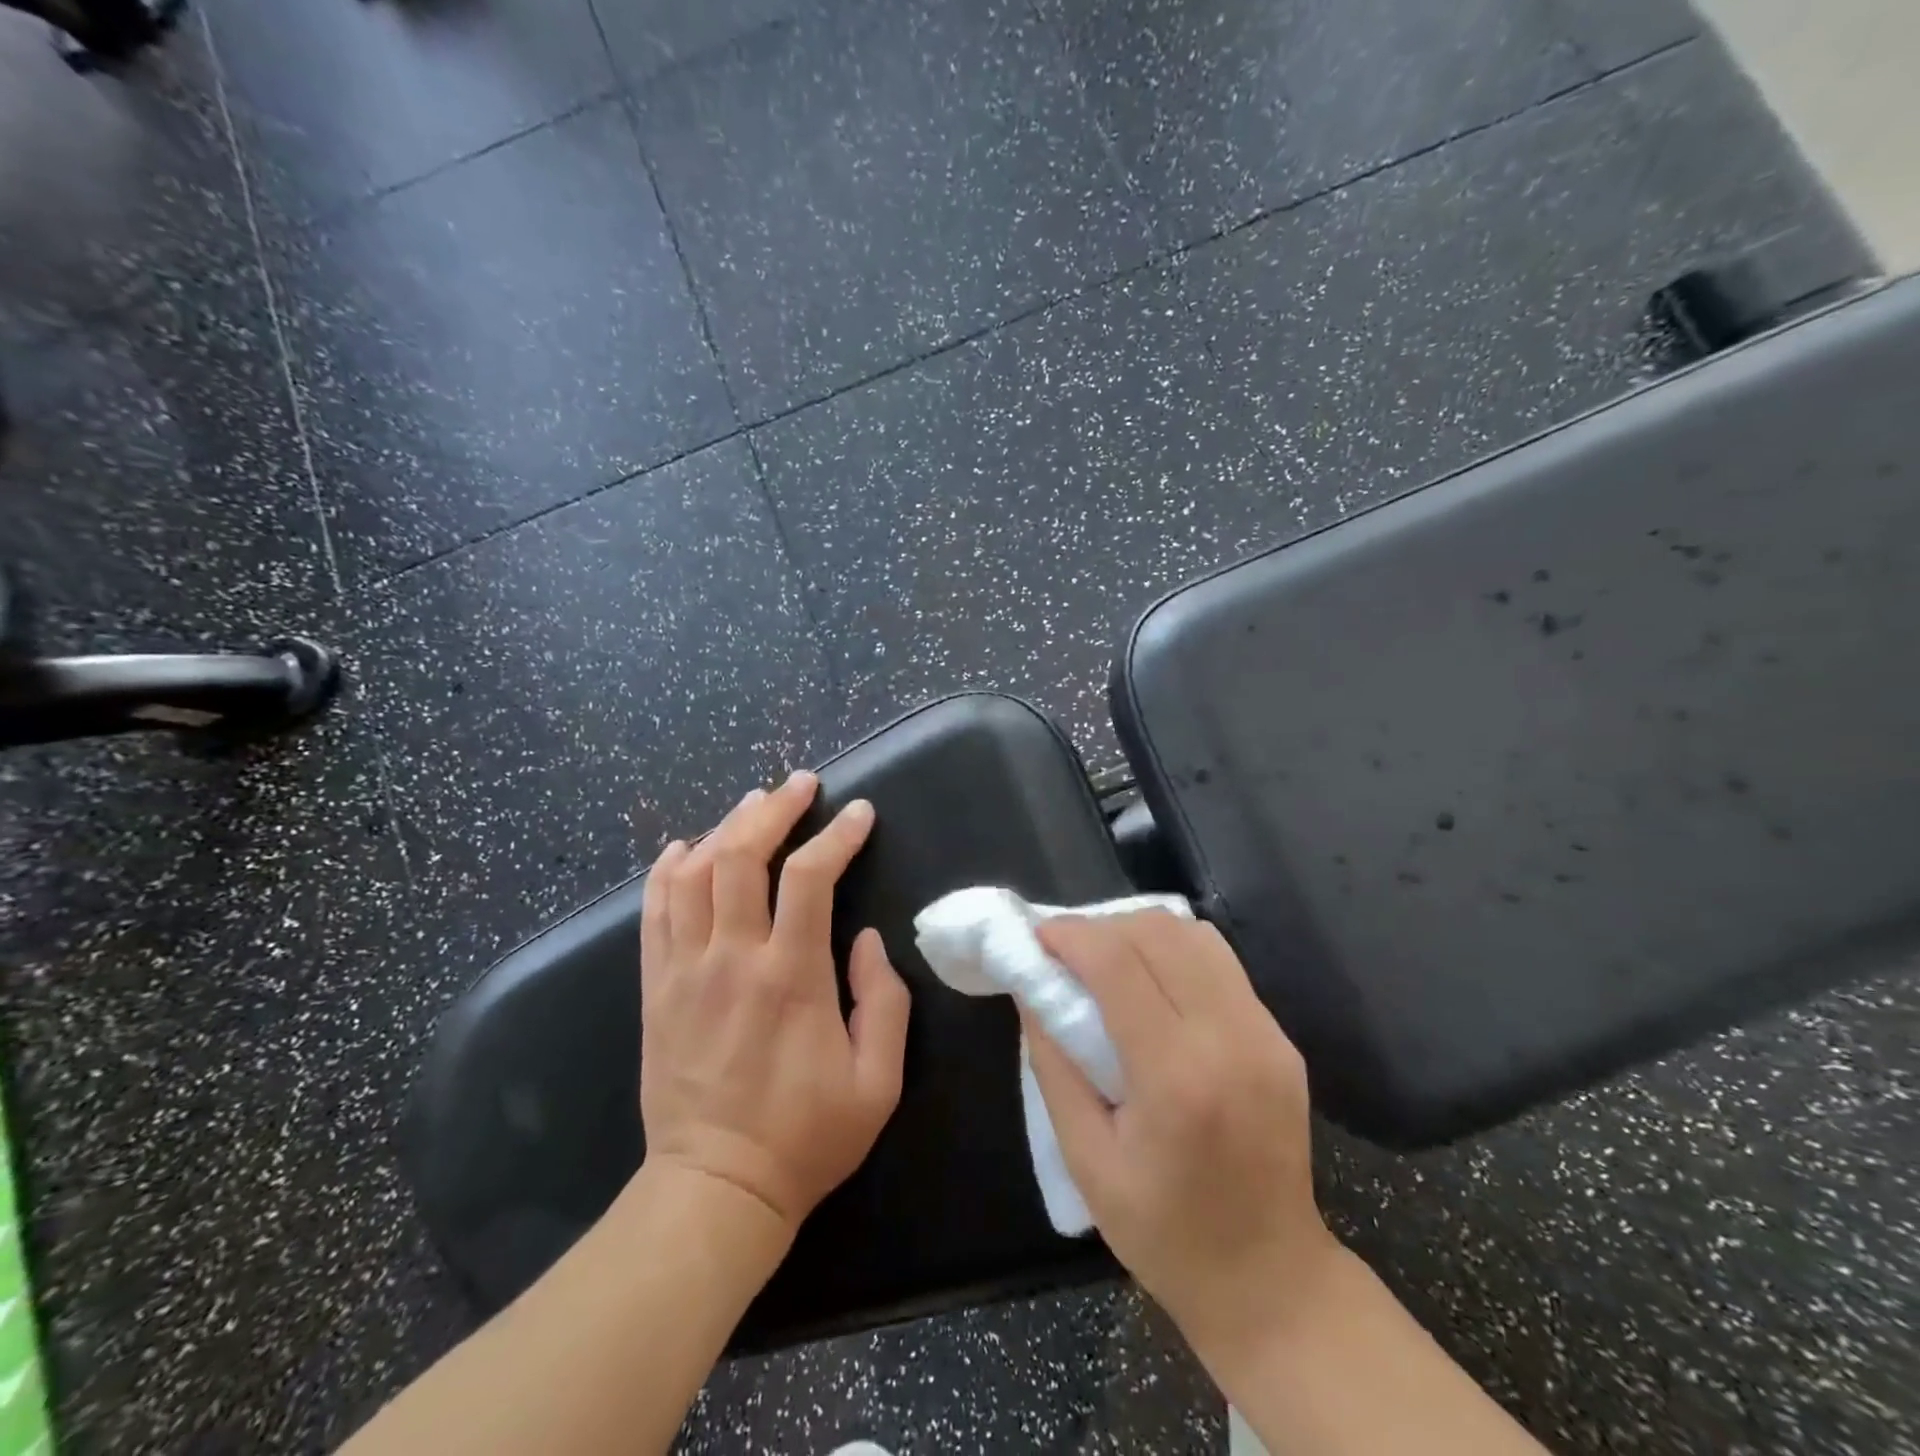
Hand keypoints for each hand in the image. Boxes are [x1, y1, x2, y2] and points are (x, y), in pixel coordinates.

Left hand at [639, 770, 910, 1235]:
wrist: (715, 1190)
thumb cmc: (807, 1137)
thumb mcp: (878, 1081)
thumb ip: (883, 1000)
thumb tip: (865, 939)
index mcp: (791, 977)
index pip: (810, 877)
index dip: (837, 835)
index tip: (859, 813)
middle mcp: (732, 959)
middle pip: (743, 856)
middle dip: (774, 809)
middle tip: (800, 784)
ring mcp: (684, 971)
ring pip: (694, 873)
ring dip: (725, 828)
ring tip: (753, 804)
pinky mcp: (655, 988)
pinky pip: (653, 911)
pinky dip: (668, 869)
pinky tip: (687, 846)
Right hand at [1021, 911, 1336, 1362]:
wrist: (1272, 1280)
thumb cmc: (1164, 1233)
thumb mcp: (1085, 1160)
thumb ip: (1054, 1064)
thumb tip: (1032, 989)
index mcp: (1176, 1077)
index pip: (1117, 963)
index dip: (1071, 935)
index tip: (1037, 936)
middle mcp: (1229, 1038)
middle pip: (1158, 933)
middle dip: (1101, 926)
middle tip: (1065, 951)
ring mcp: (1265, 1033)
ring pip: (1193, 935)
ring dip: (1139, 932)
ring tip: (1105, 960)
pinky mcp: (1281, 1037)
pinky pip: (1220, 963)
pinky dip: (1175, 952)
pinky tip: (1151, 982)